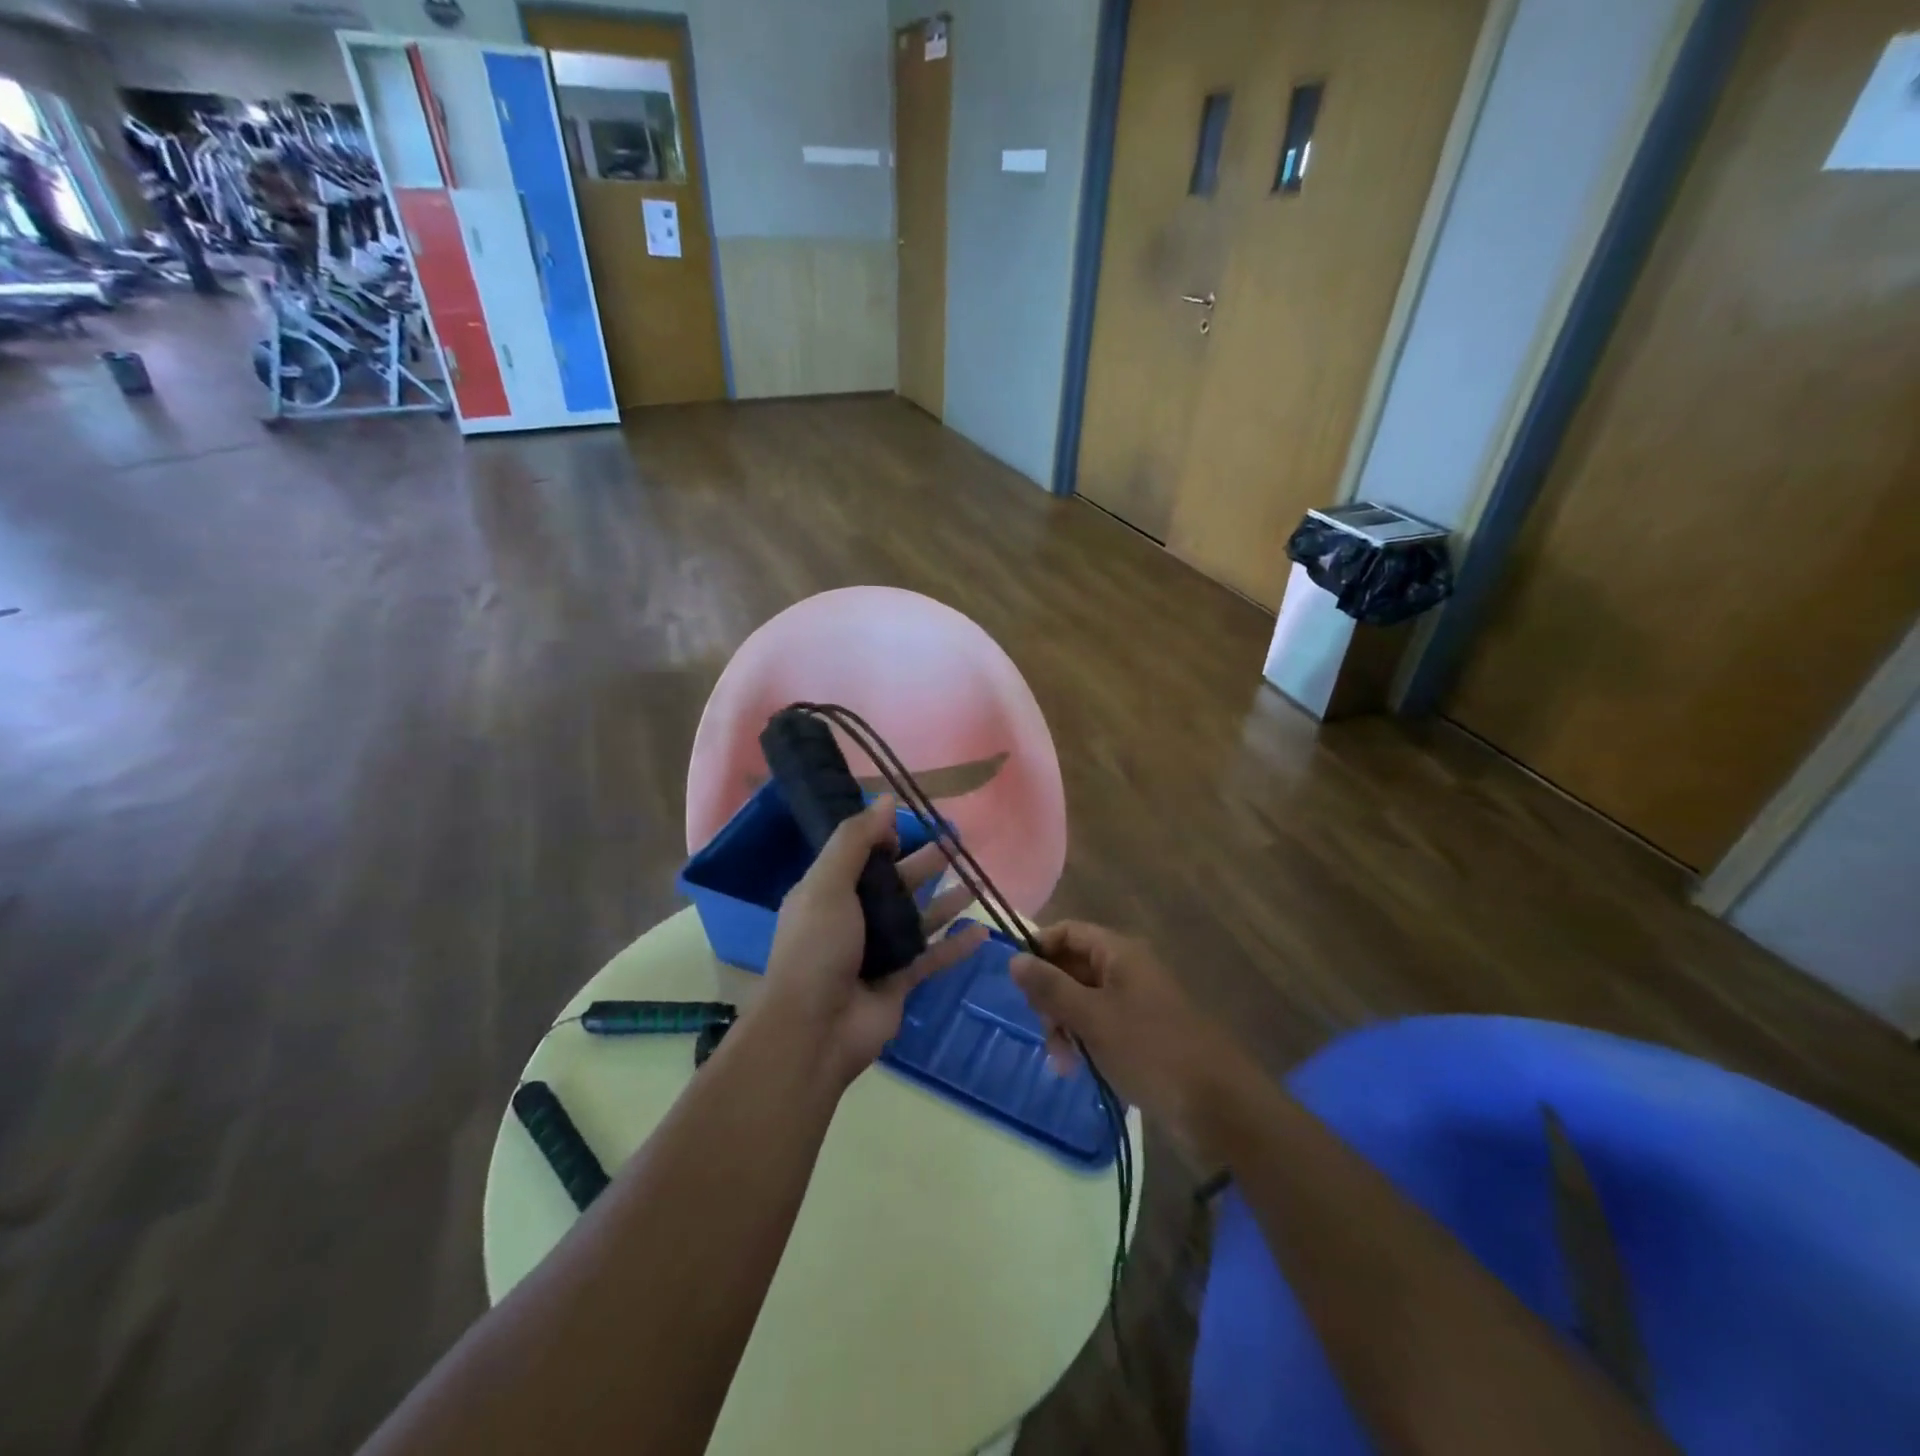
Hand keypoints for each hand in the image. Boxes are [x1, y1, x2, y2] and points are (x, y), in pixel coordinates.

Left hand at [759, 796, 987, 1086]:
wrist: (814, 1030)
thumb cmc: (816, 948)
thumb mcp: (828, 884)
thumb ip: (855, 840)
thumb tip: (886, 799)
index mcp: (828, 892)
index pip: (859, 856)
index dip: (884, 838)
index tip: (913, 822)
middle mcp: (853, 918)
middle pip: (896, 883)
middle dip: (925, 863)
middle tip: (958, 843)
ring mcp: (878, 952)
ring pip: (919, 918)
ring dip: (946, 900)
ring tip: (977, 879)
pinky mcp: (900, 982)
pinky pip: (933, 957)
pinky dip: (956, 945)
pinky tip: (983, 931)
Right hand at [1010, 922, 1252, 1146]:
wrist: (1217, 1106)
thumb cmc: (1150, 1050)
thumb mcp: (1092, 1017)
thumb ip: (1050, 987)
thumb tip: (1013, 958)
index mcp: (1119, 953)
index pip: (1068, 932)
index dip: (1039, 950)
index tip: (1018, 983)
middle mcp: (1127, 970)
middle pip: (1072, 967)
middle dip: (1051, 998)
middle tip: (1046, 1031)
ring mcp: (1136, 1003)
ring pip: (1083, 1001)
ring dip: (1065, 1026)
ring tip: (1064, 1062)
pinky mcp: (1142, 1035)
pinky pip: (1100, 1026)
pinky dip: (1085, 1042)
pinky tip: (1079, 1069)